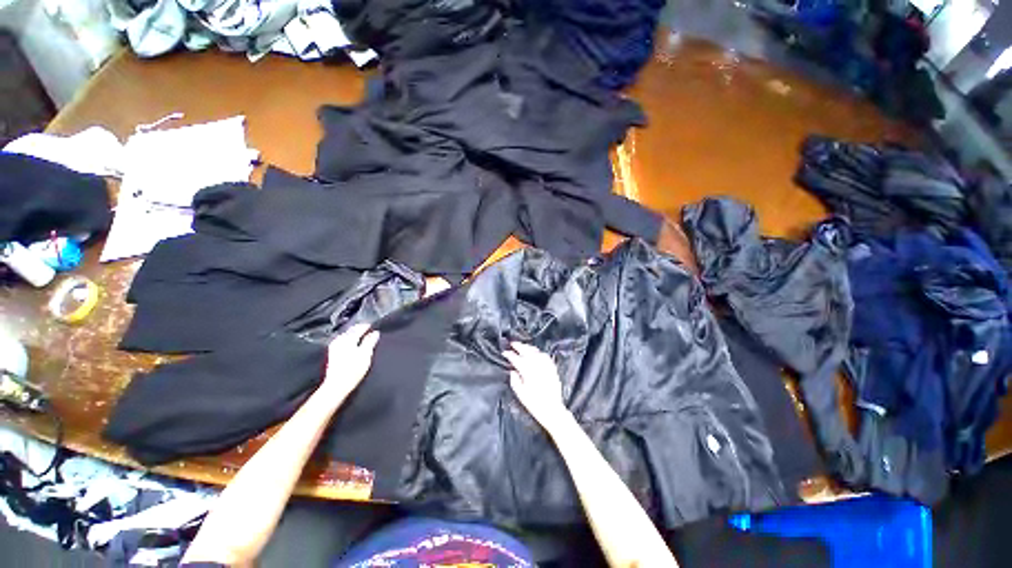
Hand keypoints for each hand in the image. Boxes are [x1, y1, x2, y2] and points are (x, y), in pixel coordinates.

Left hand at [320, 324, 379, 398]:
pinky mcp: (332, 354)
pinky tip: (353, 343)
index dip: (367, 326)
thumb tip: (375, 332)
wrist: (337, 385)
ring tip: (362, 336)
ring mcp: (334, 347)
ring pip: (346, 335)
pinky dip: (349, 339)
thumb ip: (370, 341)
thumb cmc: (353, 370)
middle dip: (360, 329)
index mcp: (348, 339)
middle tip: (369, 330)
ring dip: (354, 334)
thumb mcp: (365, 354)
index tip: (374, 326)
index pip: (359, 327)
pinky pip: (342, 341)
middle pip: (351, 330)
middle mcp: (340, 340)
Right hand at [503, 342, 569, 431]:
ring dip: (528, 347)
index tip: (504, 352)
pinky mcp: (552, 368)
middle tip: (512, 343)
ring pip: (536, 351)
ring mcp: (545, 365)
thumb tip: (513, 370)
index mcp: (527, 371)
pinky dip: (538, 352)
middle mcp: (537, 366)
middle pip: (527, 351)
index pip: (516, 359)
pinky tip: (536, 353)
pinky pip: (545, 356)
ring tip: (522, 346)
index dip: (509, 355)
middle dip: (519, 346)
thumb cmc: (534, 404)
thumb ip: (515, 380)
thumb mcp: (520, 394)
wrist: (552, 410)